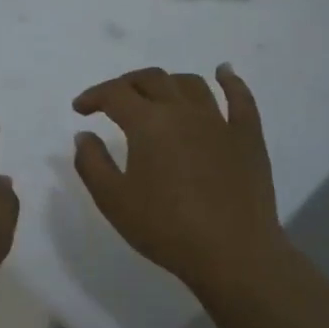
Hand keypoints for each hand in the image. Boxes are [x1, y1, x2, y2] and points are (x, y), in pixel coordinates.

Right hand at [71, 64, 282, 290]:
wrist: (233, 255)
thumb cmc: (166, 228)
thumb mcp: (113, 201)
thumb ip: (91, 163)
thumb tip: (84, 135)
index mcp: (148, 123)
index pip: (114, 93)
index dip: (93, 96)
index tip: (80, 109)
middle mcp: (183, 111)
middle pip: (151, 79)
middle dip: (126, 84)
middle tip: (114, 101)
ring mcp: (219, 121)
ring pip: (191, 84)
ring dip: (168, 82)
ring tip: (157, 94)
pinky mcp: (248, 137)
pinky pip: (241, 99)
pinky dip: (230, 81)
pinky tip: (224, 72)